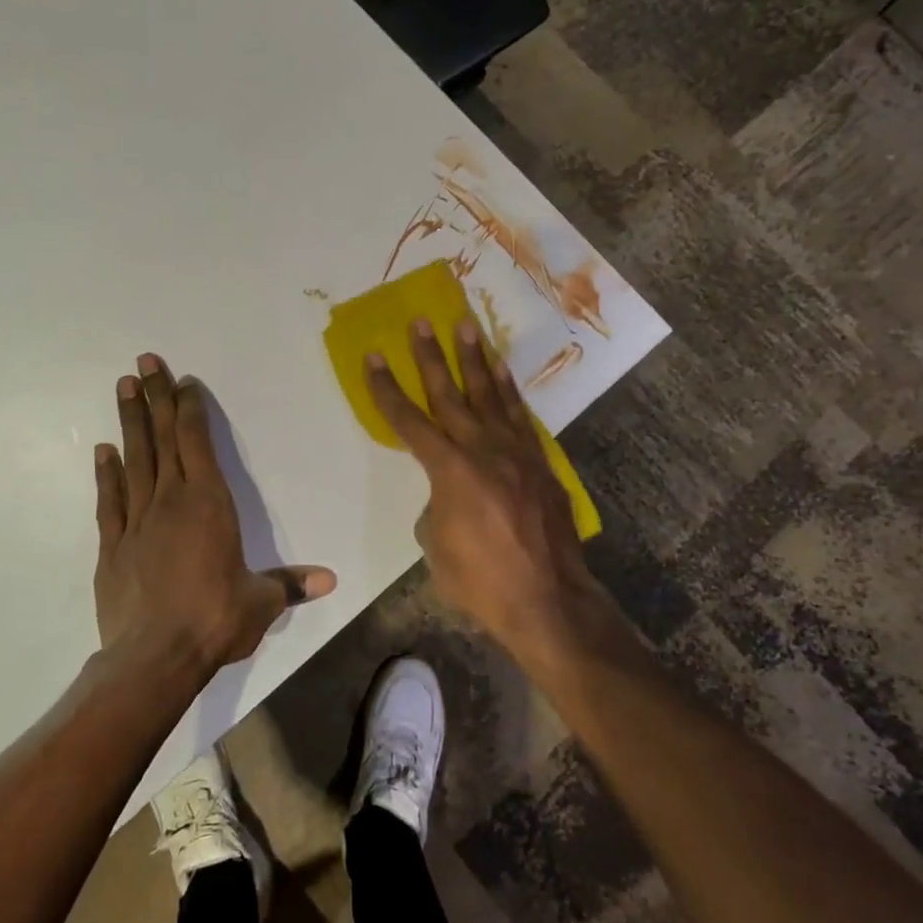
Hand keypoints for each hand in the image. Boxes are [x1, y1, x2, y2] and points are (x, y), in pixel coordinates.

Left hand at [93, 353, 335, 677]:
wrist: (155, 657)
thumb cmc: (215, 620)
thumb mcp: (261, 602)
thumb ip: (289, 584)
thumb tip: (329, 580)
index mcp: (209, 504)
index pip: (198, 443)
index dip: (190, 409)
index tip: (182, 381)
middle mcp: (171, 502)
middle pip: (163, 439)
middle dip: (155, 397)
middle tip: (143, 362)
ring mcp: (137, 522)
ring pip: (134, 460)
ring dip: (129, 422)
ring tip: (122, 387)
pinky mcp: (112, 547)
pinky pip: (109, 501)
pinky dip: (106, 474)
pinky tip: (103, 450)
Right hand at [365, 320, 600, 657]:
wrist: (549, 601)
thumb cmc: (482, 583)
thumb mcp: (437, 549)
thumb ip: (436, 509)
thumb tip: (446, 495)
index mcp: (450, 471)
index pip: (408, 421)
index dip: (386, 389)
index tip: (373, 357)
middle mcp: (483, 450)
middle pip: (450, 394)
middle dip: (430, 357)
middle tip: (421, 321)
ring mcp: (516, 453)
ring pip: (490, 396)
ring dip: (475, 360)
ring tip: (466, 326)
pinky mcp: (539, 464)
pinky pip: (520, 417)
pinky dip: (508, 391)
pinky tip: (501, 373)